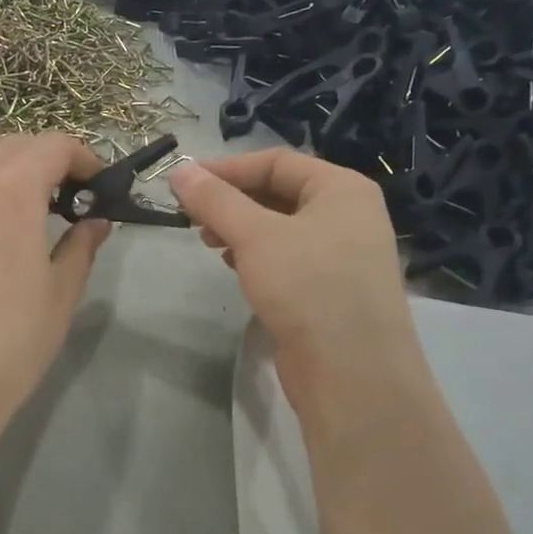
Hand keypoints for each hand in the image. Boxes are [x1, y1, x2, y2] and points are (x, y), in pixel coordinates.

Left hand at [0, 134, 110, 433]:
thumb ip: (81, 245)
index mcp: (10, 187)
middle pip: (13, 148)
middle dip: (47, 162)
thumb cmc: (12, 336)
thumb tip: (97, 221)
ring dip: (8, 174)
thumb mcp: (61, 291)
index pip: (53, 146)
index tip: (100, 187)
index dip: (84, 159)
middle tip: (70, 200)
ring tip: (28, 214)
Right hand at [169, 149, 425, 424]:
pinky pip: (287, 257)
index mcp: (342, 189)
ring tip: (210, 243)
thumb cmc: (308, 287)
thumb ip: (215, 201)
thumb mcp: (255, 236)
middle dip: (232, 201)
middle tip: (194, 218)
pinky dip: (257, 255)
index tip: (185, 184)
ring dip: (241, 229)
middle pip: (279, 192)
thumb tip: (179, 172)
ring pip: (281, 227)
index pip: (277, 161)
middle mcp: (348, 215)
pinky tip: (235, 267)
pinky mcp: (329, 289)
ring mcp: (342, 254)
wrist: (352, 372)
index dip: (227, 168)